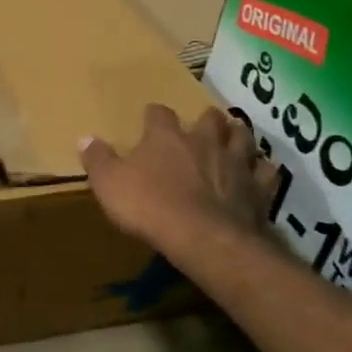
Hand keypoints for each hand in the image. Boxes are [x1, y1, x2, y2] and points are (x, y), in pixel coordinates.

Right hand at [79, 106, 276, 268]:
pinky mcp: (259, 189)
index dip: (154, 115)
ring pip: (243, 137)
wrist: (203, 238)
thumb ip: (98, 160)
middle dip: (205, 119)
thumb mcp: (108, 183)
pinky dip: (262, 169)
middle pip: (210, 118)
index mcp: (166, 137)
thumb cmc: (149, 206)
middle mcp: (204, 141)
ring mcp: (236, 163)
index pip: (159, 114)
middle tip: (201, 126)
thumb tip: (85, 138)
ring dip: (238, 135)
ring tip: (233, 138)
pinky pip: (266, 171)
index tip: (149, 118)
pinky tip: (258, 172)